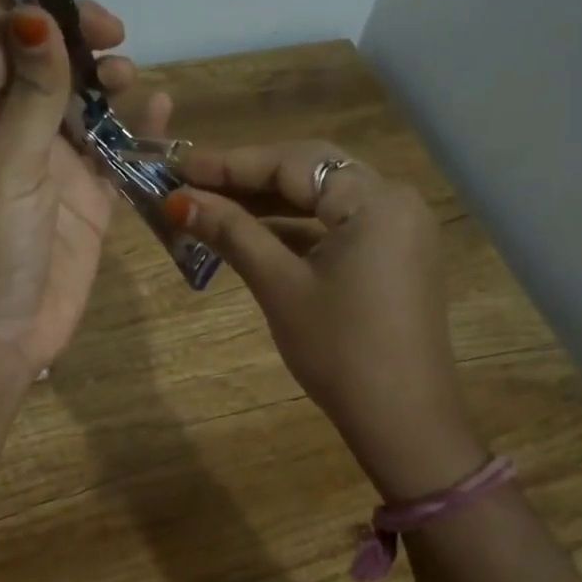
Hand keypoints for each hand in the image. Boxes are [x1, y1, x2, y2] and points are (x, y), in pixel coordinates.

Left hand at [0, 0, 170, 387]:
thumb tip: (38, 18)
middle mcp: (15, 132)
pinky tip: (161, 109)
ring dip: (109, 78)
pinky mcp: (90, 199)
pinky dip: (140, 128)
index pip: (2, 34)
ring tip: (129, 77)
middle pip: (50, 60)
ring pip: (88, 101)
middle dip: (79, 33)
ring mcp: (55, 166)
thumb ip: (30, 100)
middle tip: (111, 32)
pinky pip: (119, 151)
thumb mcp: (3, 171)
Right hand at [165, 141, 486, 499]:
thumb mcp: (280, 286)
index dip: (231, 163)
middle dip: (250, 178)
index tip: (179, 166)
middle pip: (311, 172)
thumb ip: (232, 233)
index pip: (292, 163)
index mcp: (373, 198)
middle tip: (193, 183)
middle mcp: (394, 199)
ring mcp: (399, 227)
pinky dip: (298, 227)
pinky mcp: (395, 254)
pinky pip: (339, 224)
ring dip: (271, 203)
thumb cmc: (338, 350)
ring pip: (324, 198)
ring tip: (214, 206)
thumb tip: (179, 200)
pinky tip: (255, 233)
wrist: (402, 418)